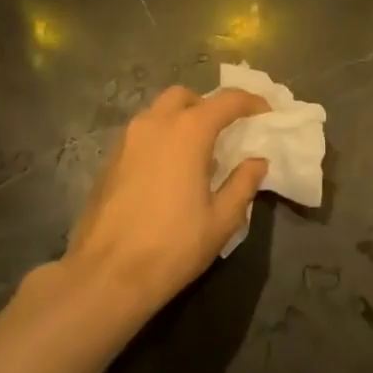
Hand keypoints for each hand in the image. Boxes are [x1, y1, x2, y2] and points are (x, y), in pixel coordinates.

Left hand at [62, 85, 268, 314]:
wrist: (106, 276)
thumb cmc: (173, 246)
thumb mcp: (222, 219)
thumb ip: (243, 183)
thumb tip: (257, 162)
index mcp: (187, 132)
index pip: (226, 101)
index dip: (251, 102)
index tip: (266, 114)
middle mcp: (154, 125)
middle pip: (184, 97)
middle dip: (208, 106)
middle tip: (226, 130)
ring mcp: (126, 141)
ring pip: (158, 113)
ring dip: (181, 120)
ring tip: (198, 153)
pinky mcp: (109, 161)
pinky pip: (141, 135)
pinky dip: (161, 139)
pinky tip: (170, 171)